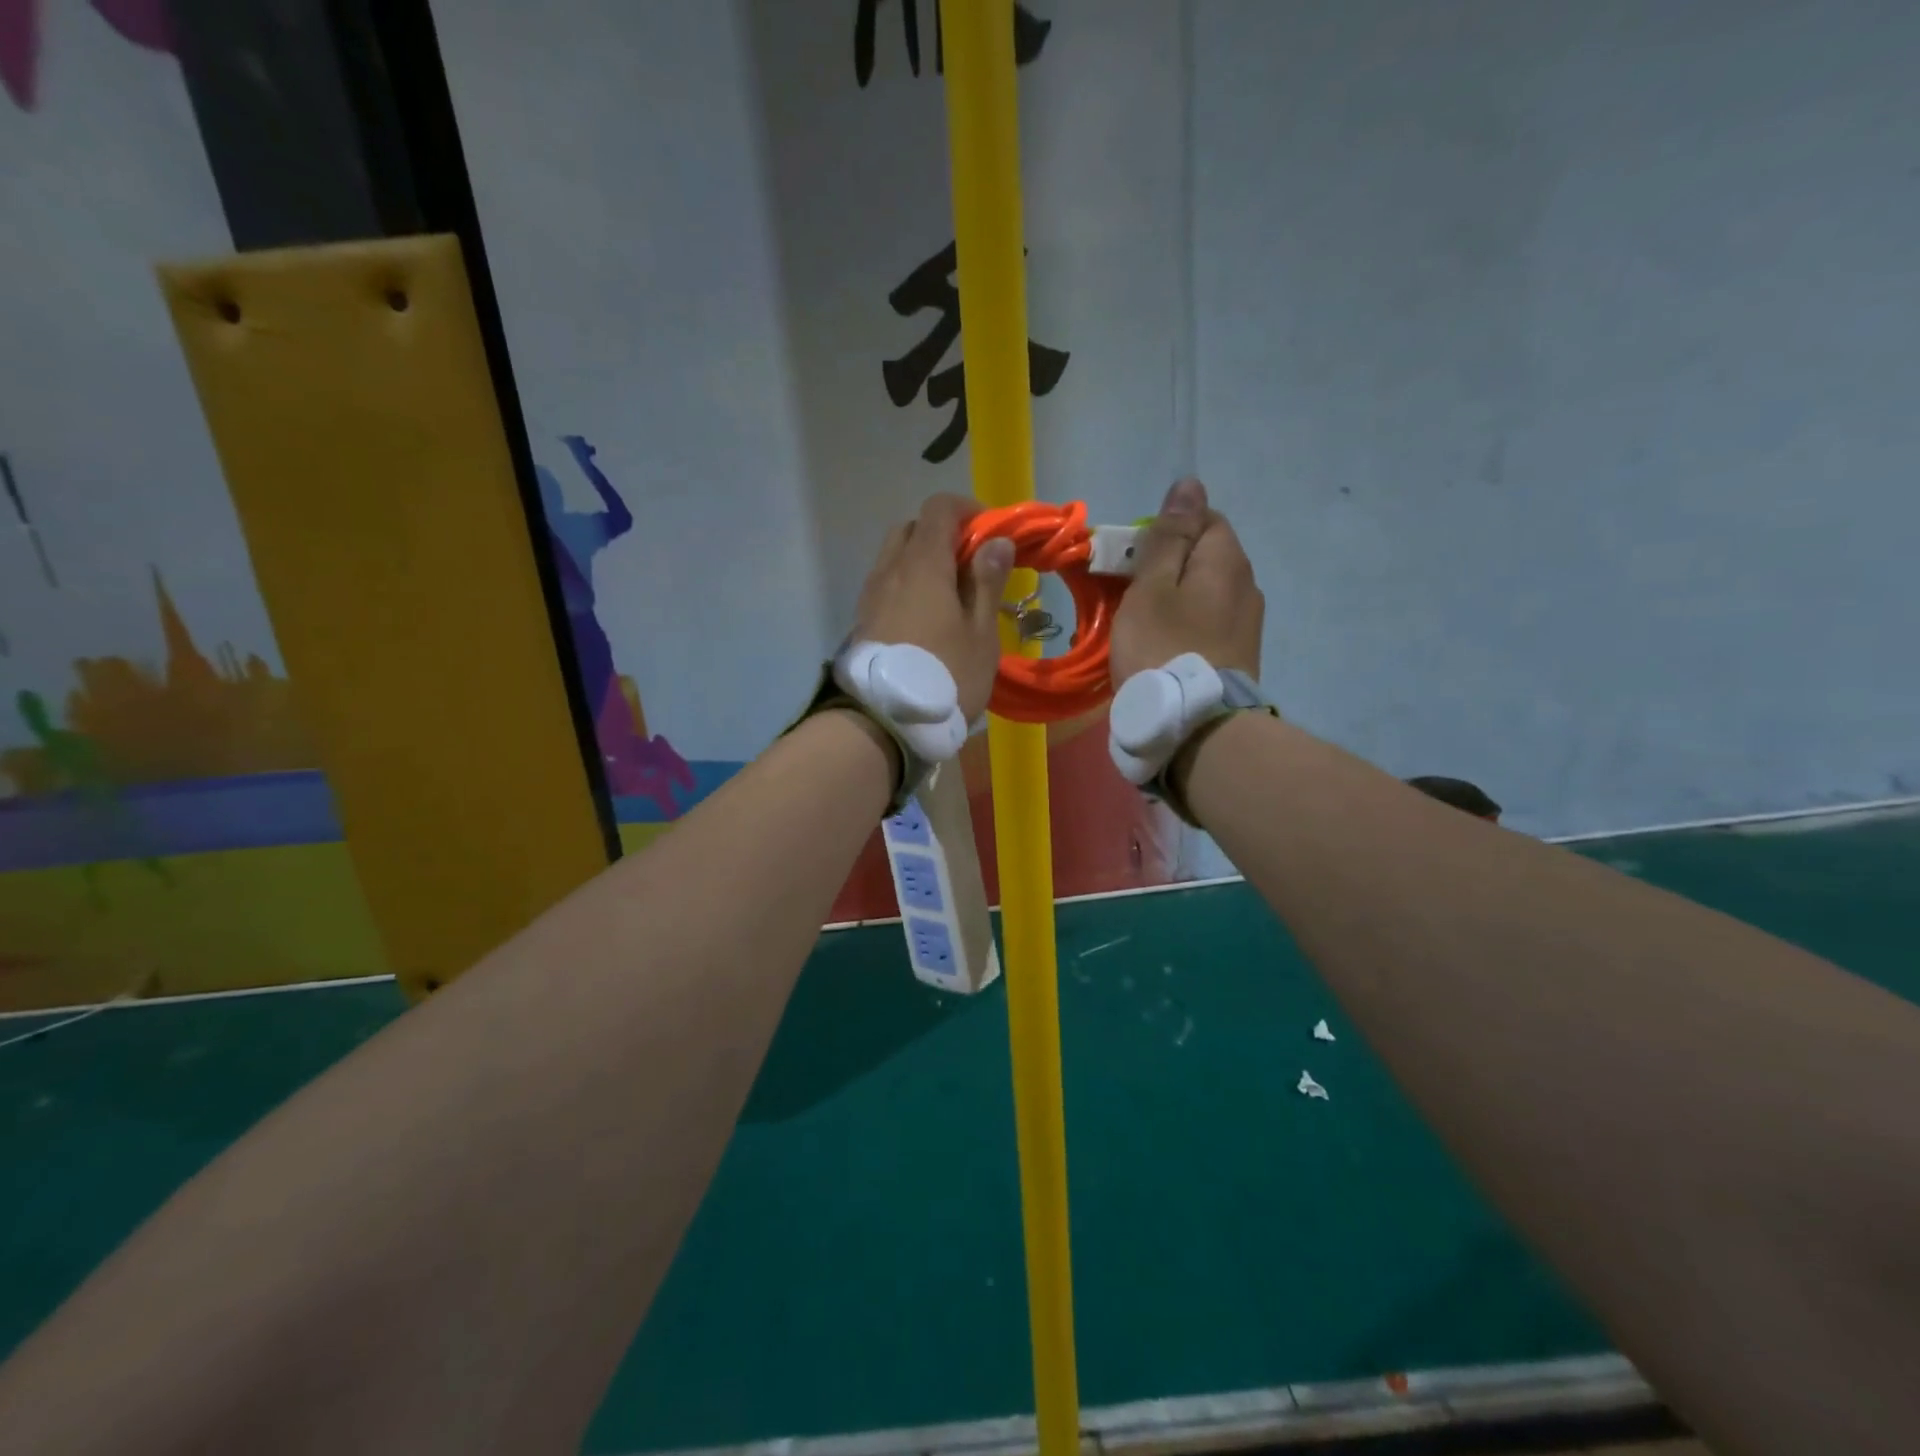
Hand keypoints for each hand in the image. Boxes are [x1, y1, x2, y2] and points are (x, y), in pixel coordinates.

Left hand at [855, 493, 1014, 721]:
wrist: (883, 722)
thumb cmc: (945, 675)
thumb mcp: (980, 633)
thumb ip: (987, 583)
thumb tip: (995, 541)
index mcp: (923, 564)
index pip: (939, 509)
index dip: (968, 510)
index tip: (991, 534)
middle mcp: (890, 570)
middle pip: (912, 529)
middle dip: (942, 535)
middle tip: (970, 565)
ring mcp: (870, 596)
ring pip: (894, 557)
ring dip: (922, 562)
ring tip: (950, 597)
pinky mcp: (862, 621)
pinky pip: (886, 586)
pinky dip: (907, 586)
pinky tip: (926, 620)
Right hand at [1110, 478, 1264, 686]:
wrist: (1197, 724)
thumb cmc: (1163, 647)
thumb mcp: (1152, 587)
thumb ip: (1168, 537)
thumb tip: (1189, 485)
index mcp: (1226, 560)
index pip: (1204, 518)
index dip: (1166, 530)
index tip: (1135, 557)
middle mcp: (1247, 585)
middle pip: (1205, 556)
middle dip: (1169, 565)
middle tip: (1131, 592)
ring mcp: (1248, 623)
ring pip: (1207, 592)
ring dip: (1176, 597)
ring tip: (1144, 622)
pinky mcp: (1241, 654)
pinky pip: (1210, 622)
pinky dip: (1187, 624)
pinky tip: (1165, 645)